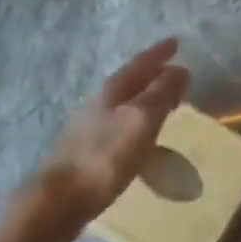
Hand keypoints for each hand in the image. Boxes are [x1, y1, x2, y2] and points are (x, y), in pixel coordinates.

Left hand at [28, 39, 190, 241]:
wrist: (61, 199)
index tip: (176, 42)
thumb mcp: (141, 120)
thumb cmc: (105, 156)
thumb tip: (179, 69)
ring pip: (124, 102)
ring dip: (144, 97)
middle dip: (153, 73)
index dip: (159, 53)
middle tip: (175, 71)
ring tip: (164, 102)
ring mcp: (90, 126)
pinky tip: (140, 135)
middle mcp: (99, 102)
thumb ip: (161, 93)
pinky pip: (119, 124)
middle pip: (130, 80)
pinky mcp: (88, 150)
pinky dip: (136, 121)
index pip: (141, 63)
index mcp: (112, 90)